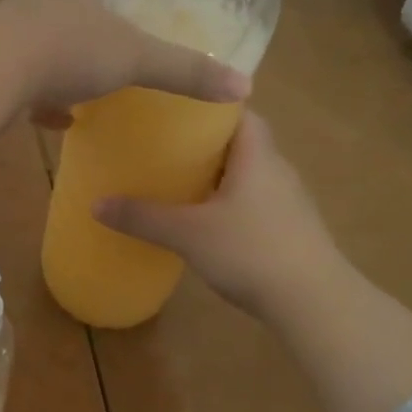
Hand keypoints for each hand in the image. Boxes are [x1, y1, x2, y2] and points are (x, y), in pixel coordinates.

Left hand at [0, 0, 248, 128]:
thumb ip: (183, 70)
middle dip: (86, 17)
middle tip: (114, 39)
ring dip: (62, 59)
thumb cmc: (65, 50)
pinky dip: (41, 99)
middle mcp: (35, 4)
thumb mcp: (134, 58)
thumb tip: (241, 85)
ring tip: (89, 82)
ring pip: (38, 42)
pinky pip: (21, 82)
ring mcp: (6, 37)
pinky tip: (58, 120)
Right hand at [94, 112, 348, 324]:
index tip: (173, 108)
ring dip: (216, 174)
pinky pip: (253, 202)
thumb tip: (96, 203)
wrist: (316, 305)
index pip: (239, 112)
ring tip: (176, 179)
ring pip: (247, 174)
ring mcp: (288, 202)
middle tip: (162, 144)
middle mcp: (277, 170)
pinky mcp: (290, 230)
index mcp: (257, 155)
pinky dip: (228, 202)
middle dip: (204, 142)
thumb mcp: (188, 233)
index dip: (209, 106)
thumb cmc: (252, 251)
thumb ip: (142, 217)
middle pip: (240, 142)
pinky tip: (204, 219)